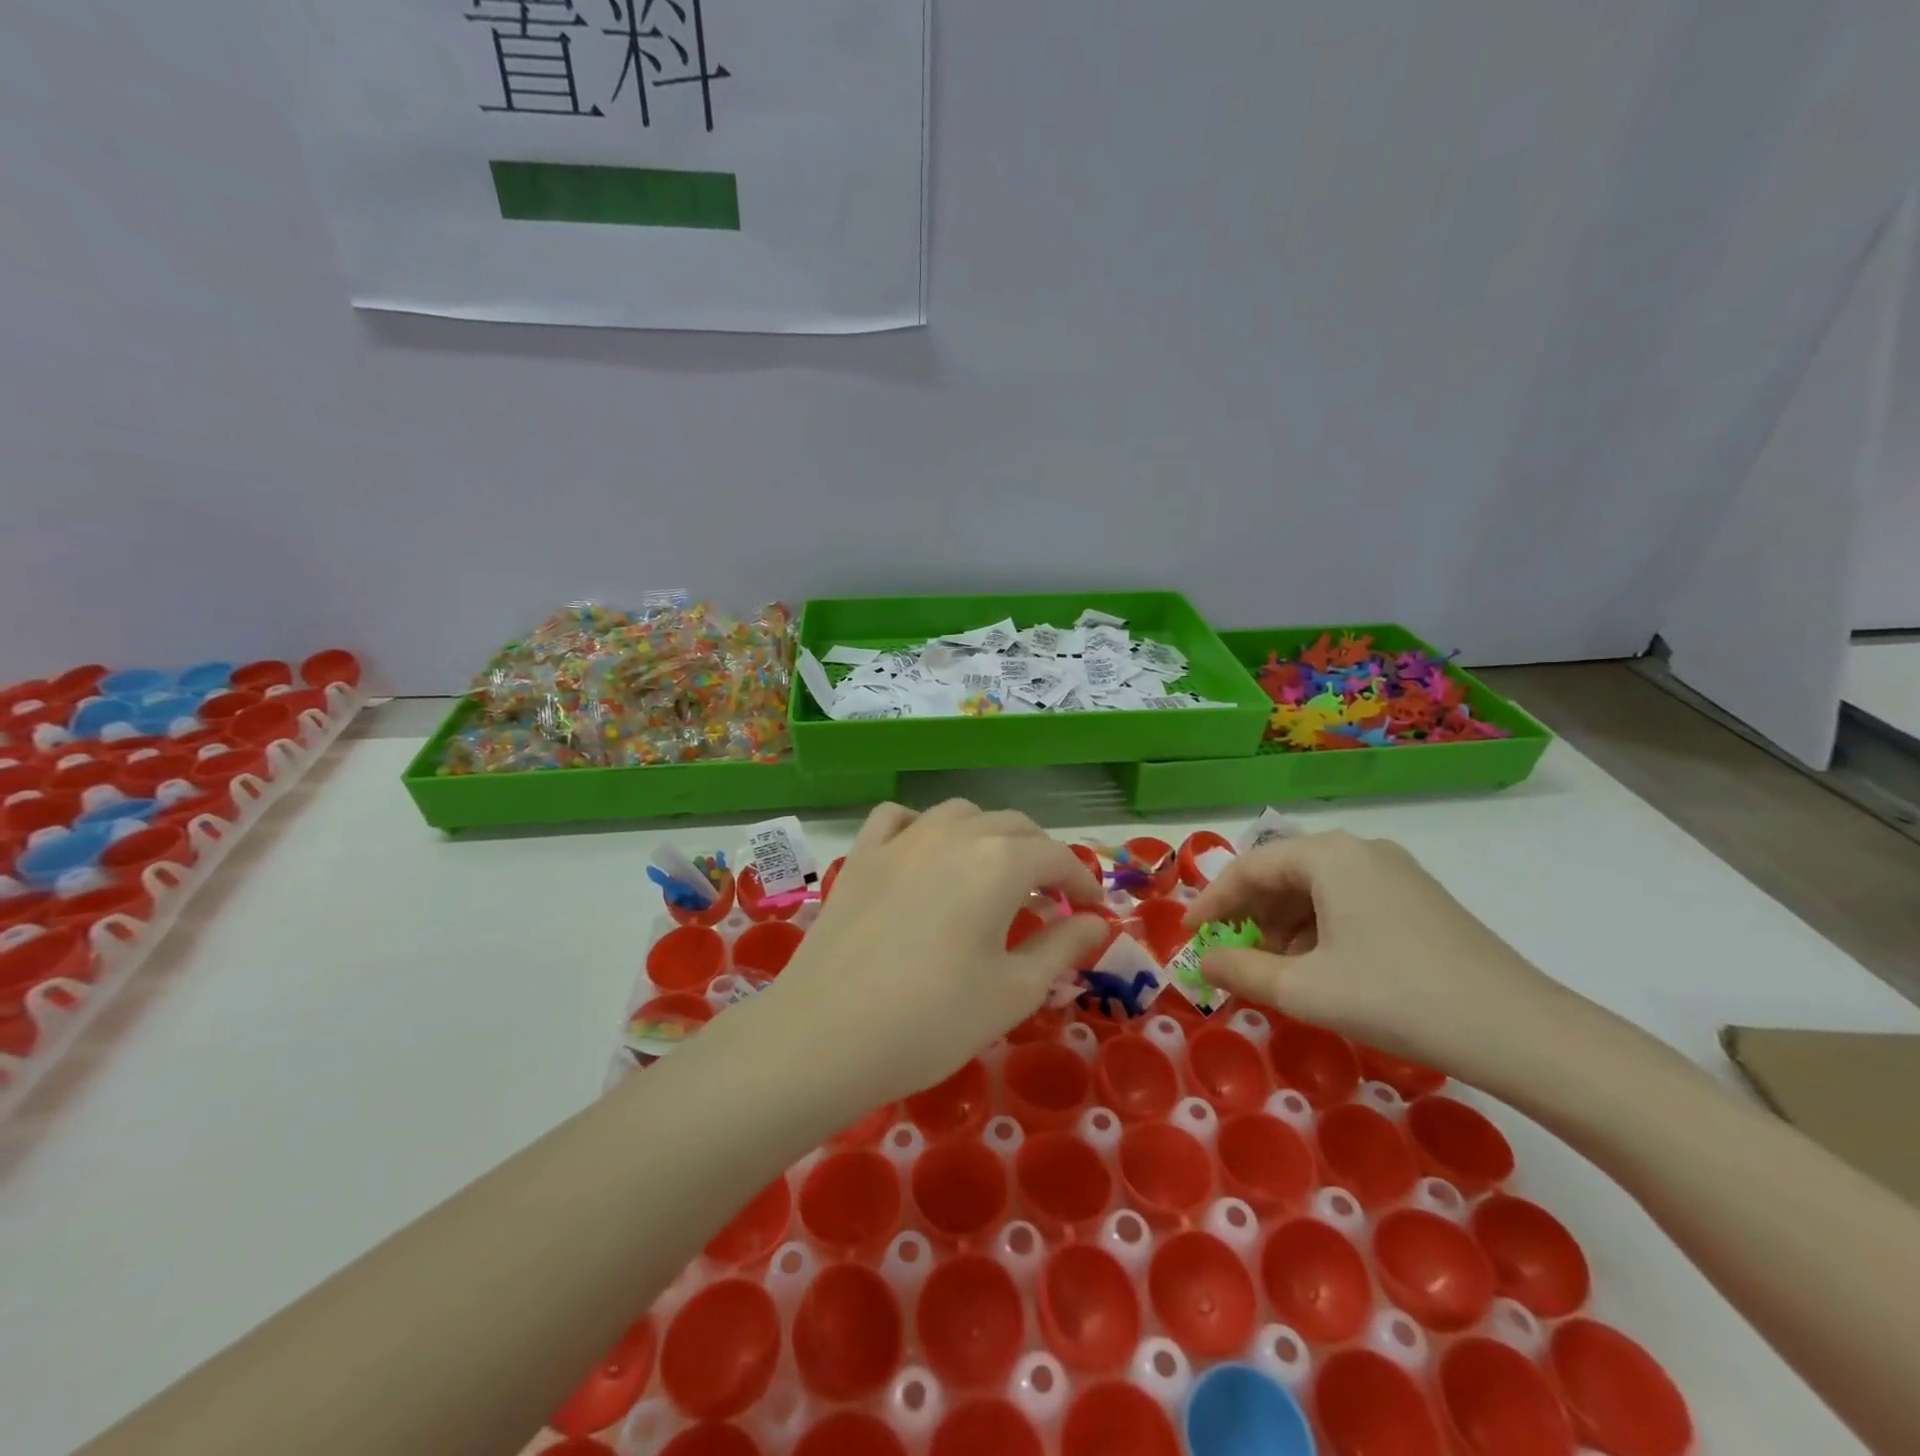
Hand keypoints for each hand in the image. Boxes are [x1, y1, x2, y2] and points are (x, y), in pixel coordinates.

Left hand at [755, 800, 1109, 1112]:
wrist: (828, 1034)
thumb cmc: (934, 1019)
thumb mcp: (1014, 991)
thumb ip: (1062, 947)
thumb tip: (1098, 923)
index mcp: (1000, 862)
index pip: (1056, 856)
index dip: (1082, 880)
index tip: (1093, 909)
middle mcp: (955, 833)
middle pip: (1013, 826)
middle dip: (1041, 855)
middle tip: (1050, 898)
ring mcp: (903, 838)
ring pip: (961, 813)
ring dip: (988, 835)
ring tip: (992, 874)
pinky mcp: (862, 853)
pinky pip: (899, 817)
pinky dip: (923, 825)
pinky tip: (925, 852)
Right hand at [1185, 829, 1570, 1079]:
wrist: (1521, 1033)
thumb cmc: (1397, 997)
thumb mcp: (1305, 990)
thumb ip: (1241, 971)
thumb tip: (1204, 961)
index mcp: (1328, 855)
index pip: (1249, 868)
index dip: (1212, 902)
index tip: (1188, 935)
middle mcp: (1360, 850)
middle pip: (1282, 874)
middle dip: (1249, 915)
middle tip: (1230, 954)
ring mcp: (1395, 872)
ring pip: (1315, 890)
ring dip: (1284, 926)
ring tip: (1277, 971)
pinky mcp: (1419, 899)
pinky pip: (1347, 902)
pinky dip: (1319, 930)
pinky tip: (1322, 969)